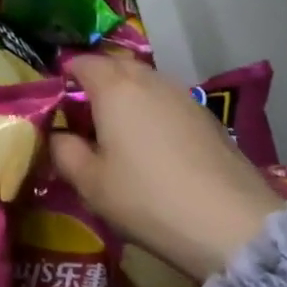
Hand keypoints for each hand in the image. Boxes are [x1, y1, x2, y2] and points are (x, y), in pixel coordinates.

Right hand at [51, 53, 284, 280]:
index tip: (56, 101)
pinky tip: (153, 147)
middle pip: (116, 67)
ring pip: (145, 83)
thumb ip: (64, 151)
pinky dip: (153, 113)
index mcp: (115, 88)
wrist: (231, 223)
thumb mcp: (90, 183)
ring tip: (117, 132)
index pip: (83, 63)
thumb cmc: (147, 198)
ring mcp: (184, 96)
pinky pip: (168, 102)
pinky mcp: (208, 117)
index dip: (65, 76)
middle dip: (97, 83)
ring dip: (127, 98)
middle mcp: (150, 80)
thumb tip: (57, 134)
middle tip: (83, 116)